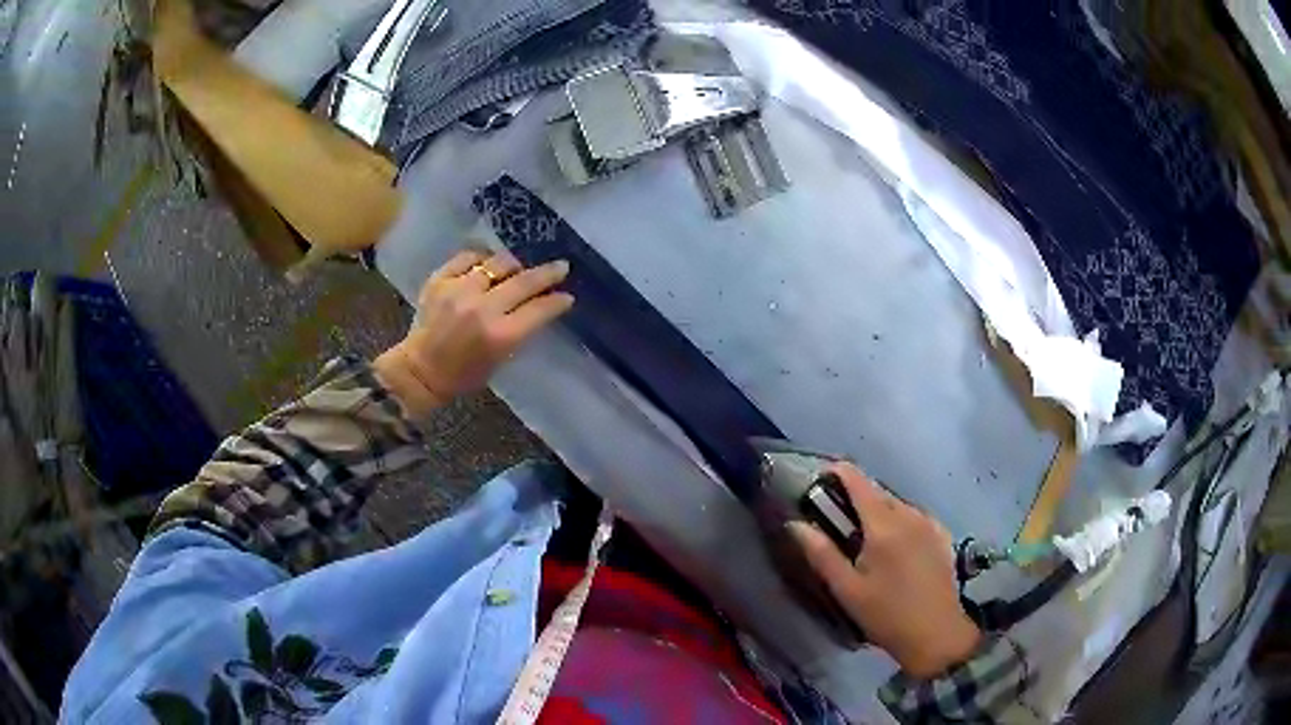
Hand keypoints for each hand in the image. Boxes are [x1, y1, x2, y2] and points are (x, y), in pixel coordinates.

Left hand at [374, 249, 573, 416]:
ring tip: (516, 270)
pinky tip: (485, 266)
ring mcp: (459, 290)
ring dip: (513, 266)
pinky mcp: (440, 279)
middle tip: (560, 267)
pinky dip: (481, 260)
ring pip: (498, 263)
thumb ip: (519, 330)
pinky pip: (468, 257)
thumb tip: (538, 305)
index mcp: (500, 335)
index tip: (567, 296)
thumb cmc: (464, 374)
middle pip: (524, 281)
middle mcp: (482, 308)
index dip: (557, 301)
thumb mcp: (500, 359)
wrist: (420, 370)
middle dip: (548, 274)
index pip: (539, 309)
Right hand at [789, 464, 981, 678]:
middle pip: (878, 491)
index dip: (838, 472)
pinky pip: (915, 516)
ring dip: (878, 508)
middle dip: (856, 495)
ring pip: (898, 503)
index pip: (858, 482)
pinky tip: (895, 544)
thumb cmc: (885, 614)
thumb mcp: (847, 589)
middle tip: (837, 516)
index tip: (821, 477)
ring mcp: (930, 523)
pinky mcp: (942, 536)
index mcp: (884, 525)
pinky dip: (899, 519)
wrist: (936, 633)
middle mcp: (909, 515)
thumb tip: (795, 524)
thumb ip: (822, 554)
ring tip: (864, 534)